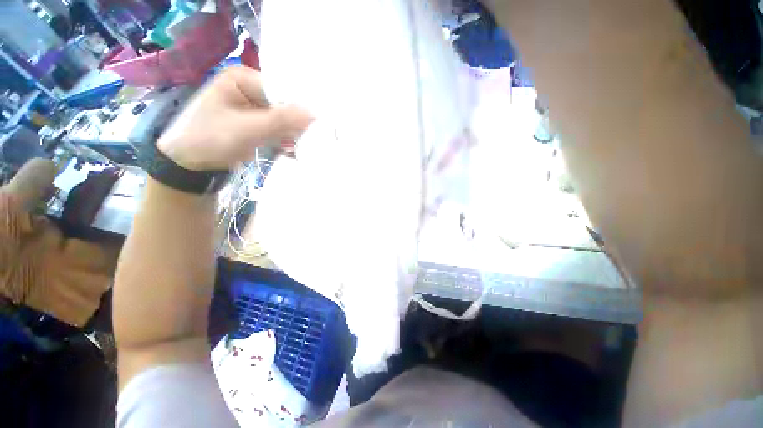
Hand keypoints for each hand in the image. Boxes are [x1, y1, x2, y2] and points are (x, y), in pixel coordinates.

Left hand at [157, 66, 312, 170]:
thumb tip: (315, 114)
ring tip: (303, 147)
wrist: (193, 162)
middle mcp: (251, 88)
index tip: (316, 126)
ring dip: (294, 133)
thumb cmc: (211, 139)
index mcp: (242, 78)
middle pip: (284, 104)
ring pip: (285, 118)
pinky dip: (288, 139)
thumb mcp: (247, 129)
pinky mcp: (258, 121)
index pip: (281, 90)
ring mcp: (255, 106)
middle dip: (297, 123)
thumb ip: (281, 120)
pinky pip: (280, 128)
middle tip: (311, 140)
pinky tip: (293, 149)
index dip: (299, 107)